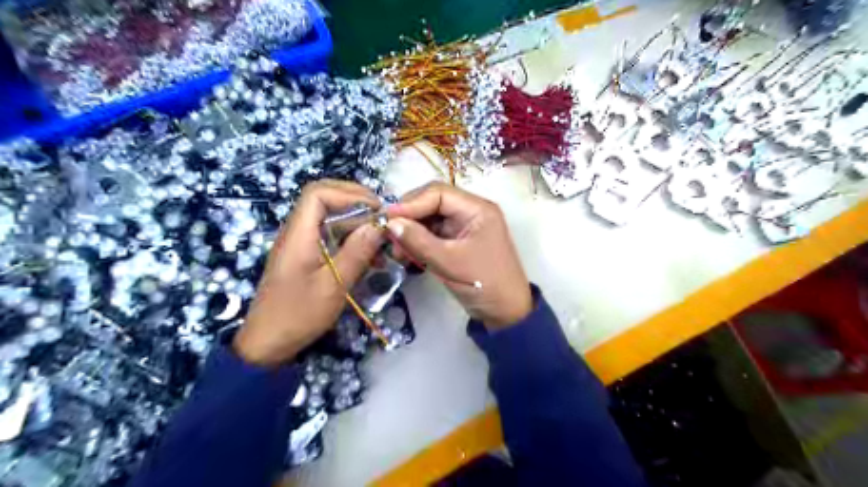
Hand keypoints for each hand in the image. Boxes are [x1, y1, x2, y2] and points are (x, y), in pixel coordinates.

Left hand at [236, 181, 385, 366]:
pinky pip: (328, 236)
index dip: (349, 194)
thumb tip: (378, 225)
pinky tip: (368, 255)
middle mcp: (296, 232)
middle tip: (381, 216)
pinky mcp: (304, 257)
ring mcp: (299, 245)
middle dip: (355, 202)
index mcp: (298, 234)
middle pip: (323, 199)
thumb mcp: (334, 285)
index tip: (377, 209)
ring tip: (380, 238)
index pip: (318, 193)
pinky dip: (349, 239)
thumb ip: (357, 252)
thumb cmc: (299, 314)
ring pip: (328, 218)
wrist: (267, 344)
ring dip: (355, 222)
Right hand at [384, 182, 529, 330]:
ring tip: (396, 250)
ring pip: (430, 219)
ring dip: (411, 232)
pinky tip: (406, 254)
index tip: (387, 218)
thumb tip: (390, 223)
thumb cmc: (483, 284)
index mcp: (477, 209)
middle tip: (389, 234)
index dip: (411, 203)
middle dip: (409, 217)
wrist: (506, 313)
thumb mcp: (449, 262)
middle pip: (432, 203)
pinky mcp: (457, 242)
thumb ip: (418, 241)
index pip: (438, 193)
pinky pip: (433, 235)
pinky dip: (418, 242)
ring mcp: (463, 227)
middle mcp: (470, 212)